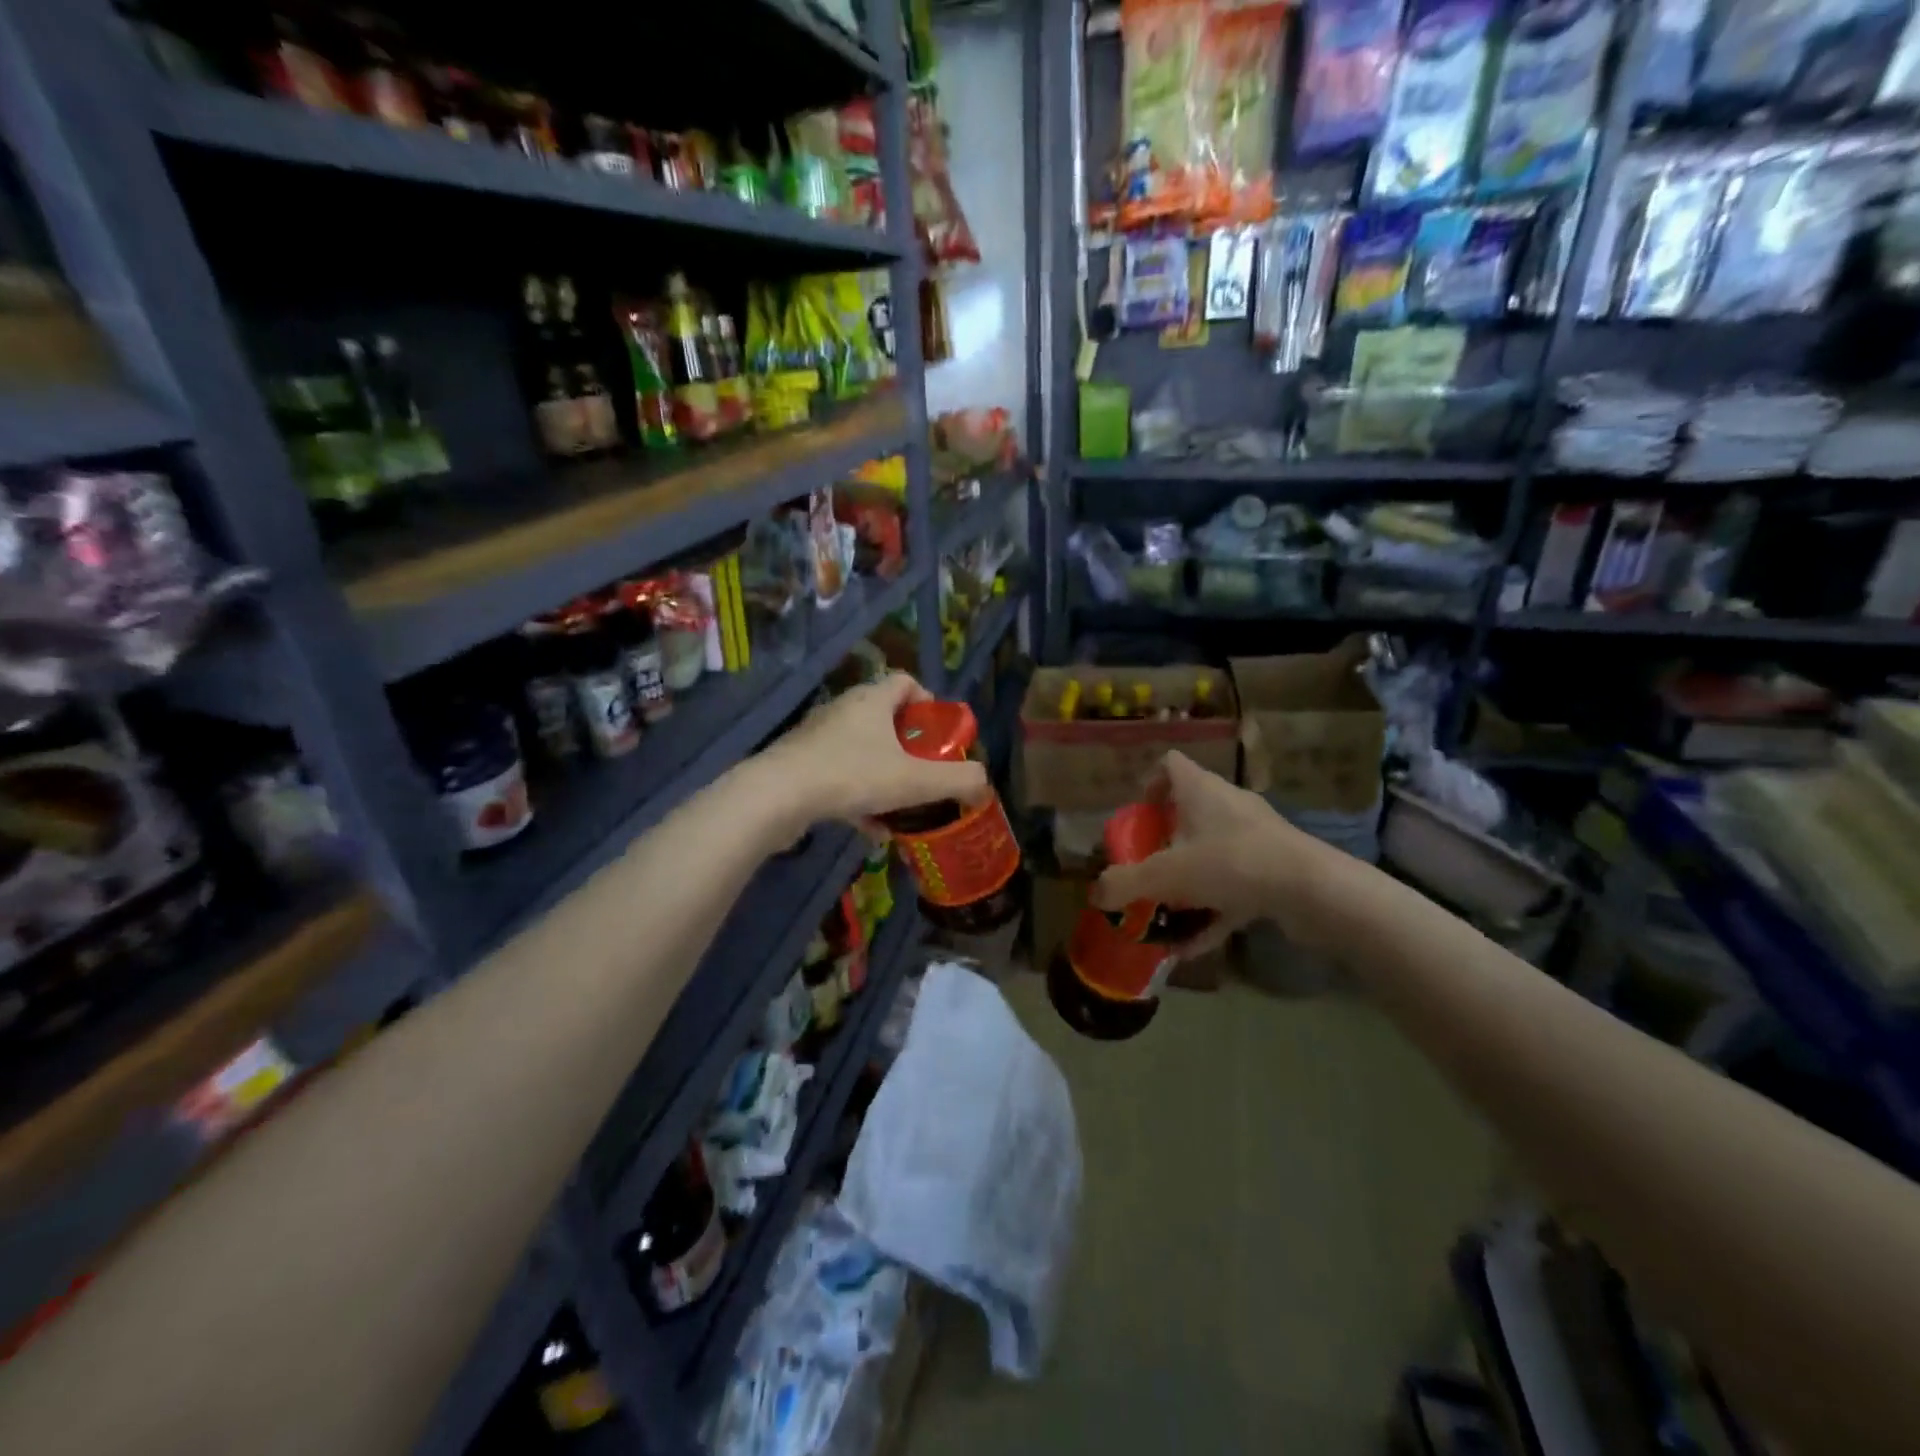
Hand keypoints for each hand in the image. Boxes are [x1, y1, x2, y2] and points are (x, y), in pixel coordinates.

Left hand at [765, 674, 988, 829]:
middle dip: (909, 748)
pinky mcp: (800, 765)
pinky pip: (839, 776)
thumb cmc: (851, 776)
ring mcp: (818, 738)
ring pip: (862, 752)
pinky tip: (871, 830)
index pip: (905, 682)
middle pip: (885, 719)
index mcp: (872, 701)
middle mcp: (844, 710)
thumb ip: (956, 780)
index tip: (939, 735)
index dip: (928, 703)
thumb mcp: (915, 781)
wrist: (777, 797)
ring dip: (884, 776)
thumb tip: (984, 783)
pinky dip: (859, 797)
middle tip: (926, 773)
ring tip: (903, 807)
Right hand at [1090, 751, 1347, 958]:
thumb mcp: (1166, 875)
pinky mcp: (1275, 868)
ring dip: (1187, 882)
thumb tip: (1095, 895)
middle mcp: (1229, 805)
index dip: (1149, 784)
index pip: (1170, 764)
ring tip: (1165, 913)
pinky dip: (1212, 910)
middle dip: (1164, 843)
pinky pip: (1233, 886)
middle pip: (1189, 813)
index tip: (1138, 815)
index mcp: (1201, 790)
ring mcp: (1256, 837)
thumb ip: (1126, 884)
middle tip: (1146, 869)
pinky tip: (1192, 945)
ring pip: (1211, 853)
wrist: (1313, 891)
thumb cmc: (1231, 864)